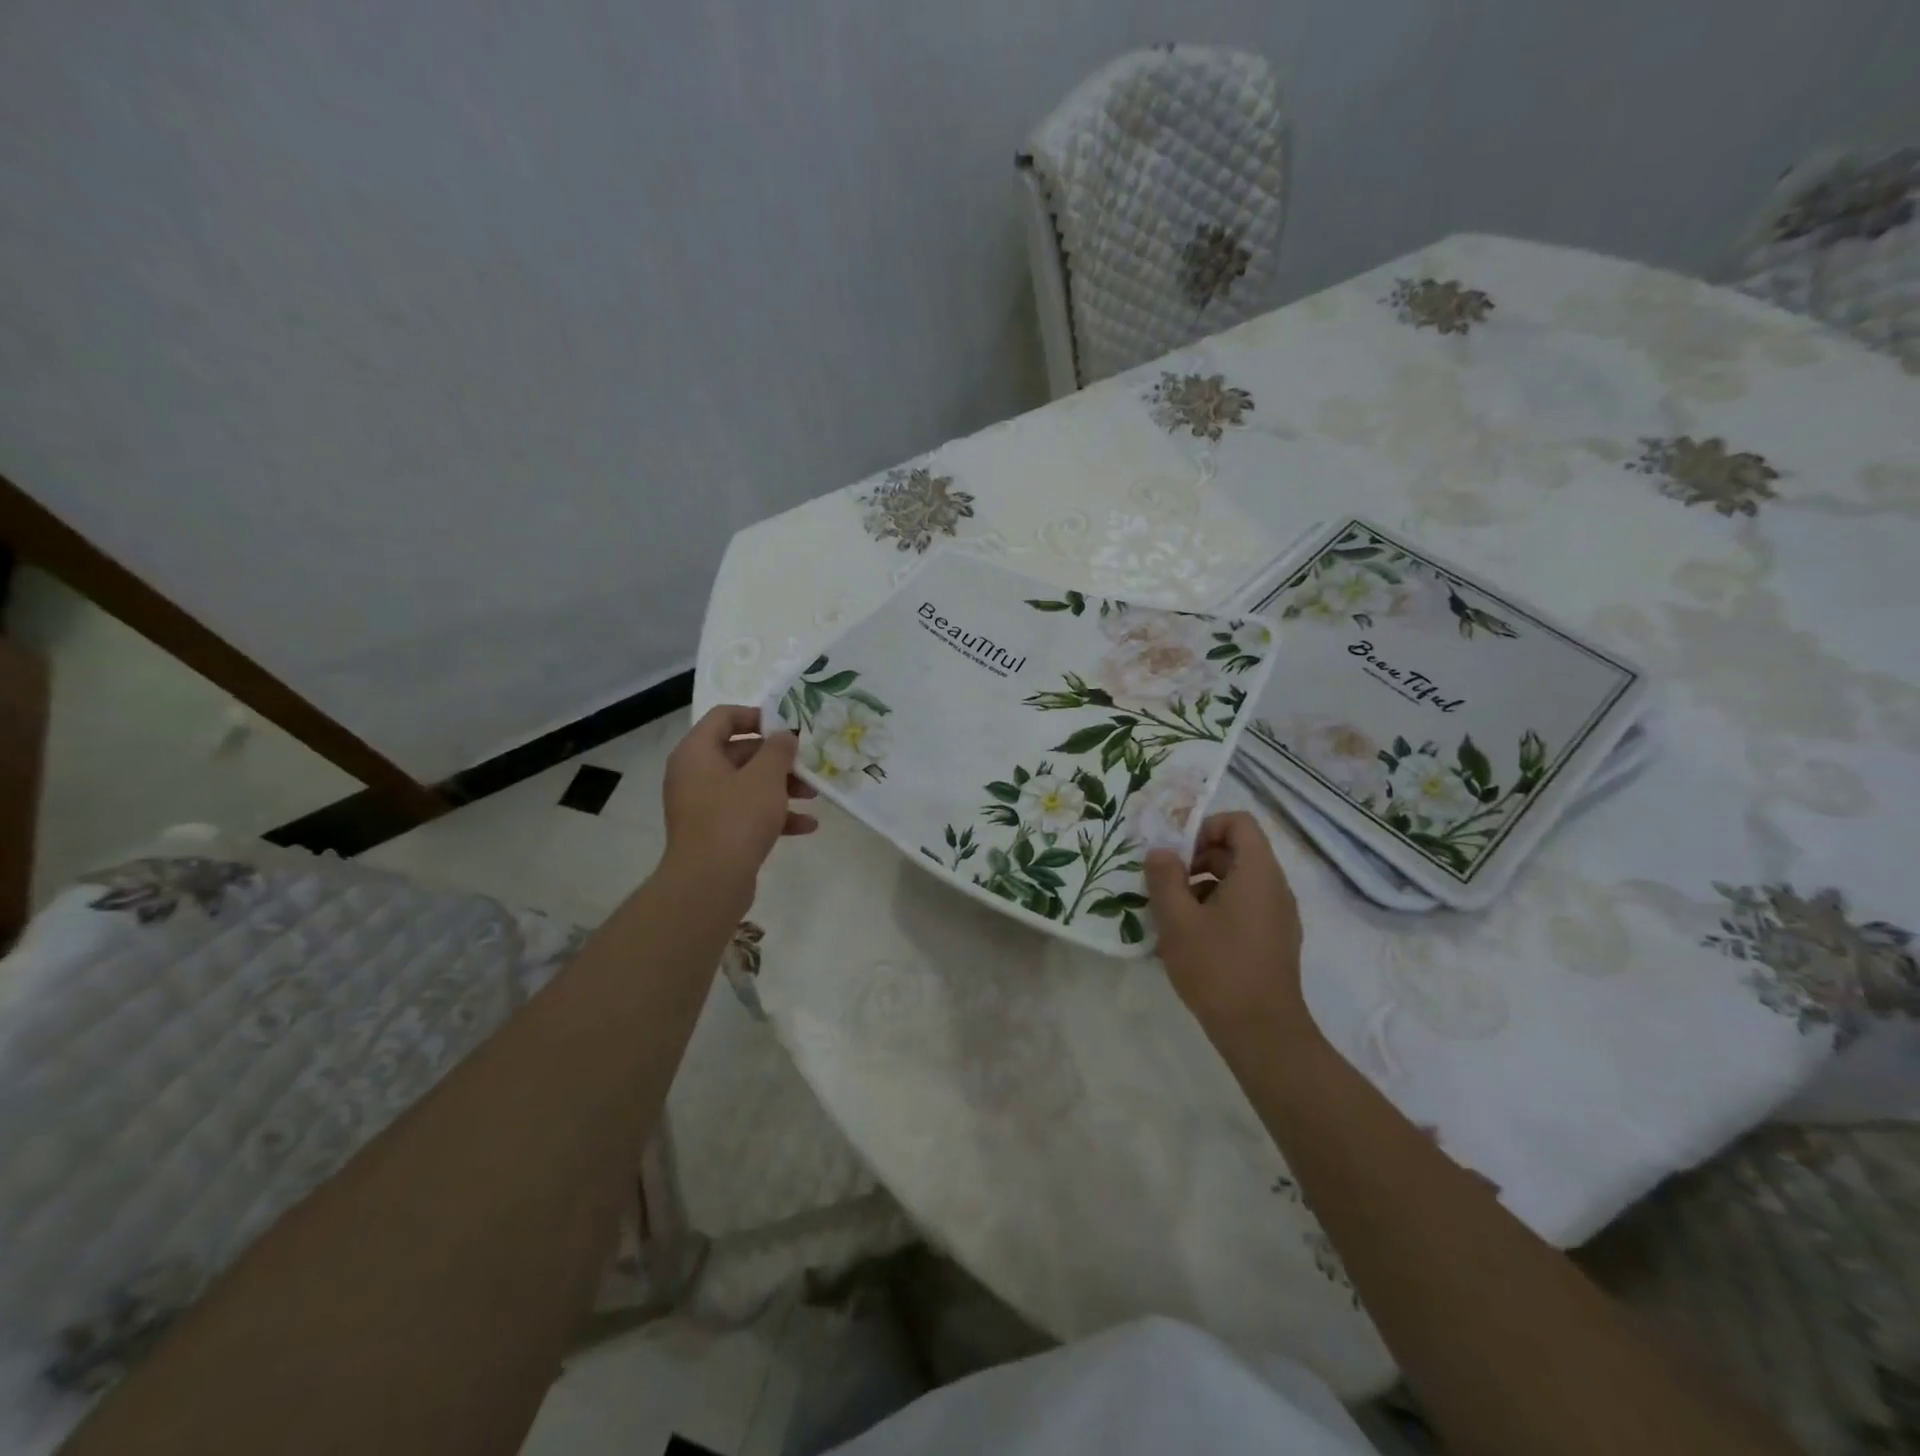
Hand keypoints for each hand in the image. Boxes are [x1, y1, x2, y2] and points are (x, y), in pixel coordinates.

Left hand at [661, 706, 816, 892]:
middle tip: (807, 763)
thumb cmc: (736, 818)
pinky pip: (746, 813)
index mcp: (697, 752)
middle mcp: (694, 774)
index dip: (757, 716)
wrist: (709, 883)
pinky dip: (773, 815)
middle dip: (778, 758)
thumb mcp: (765, 777)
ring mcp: (702, 805)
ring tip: (813, 795)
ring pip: (746, 785)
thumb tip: (783, 736)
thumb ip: (778, 750)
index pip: (724, 717)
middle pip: (739, 752)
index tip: (787, 727)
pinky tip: (806, 825)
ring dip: (781, 787)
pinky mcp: (714, 832)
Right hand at [1145, 811, 1311, 1043]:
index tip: (1177, 853)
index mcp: (1257, 873)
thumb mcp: (1178, 919)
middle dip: (1197, 860)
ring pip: (1238, 881)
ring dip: (1203, 887)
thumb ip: (1165, 878)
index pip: (1238, 823)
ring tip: (1173, 914)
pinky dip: (1217, 909)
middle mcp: (1275, 887)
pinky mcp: (1275, 940)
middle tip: (1166, 883)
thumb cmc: (1217, 967)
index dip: (1205, 827)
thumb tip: (1161, 852)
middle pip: (1236, 851)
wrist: (1261, 1032)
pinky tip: (1191, 939)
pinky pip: (1245, 907)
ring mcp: (1279, 916)